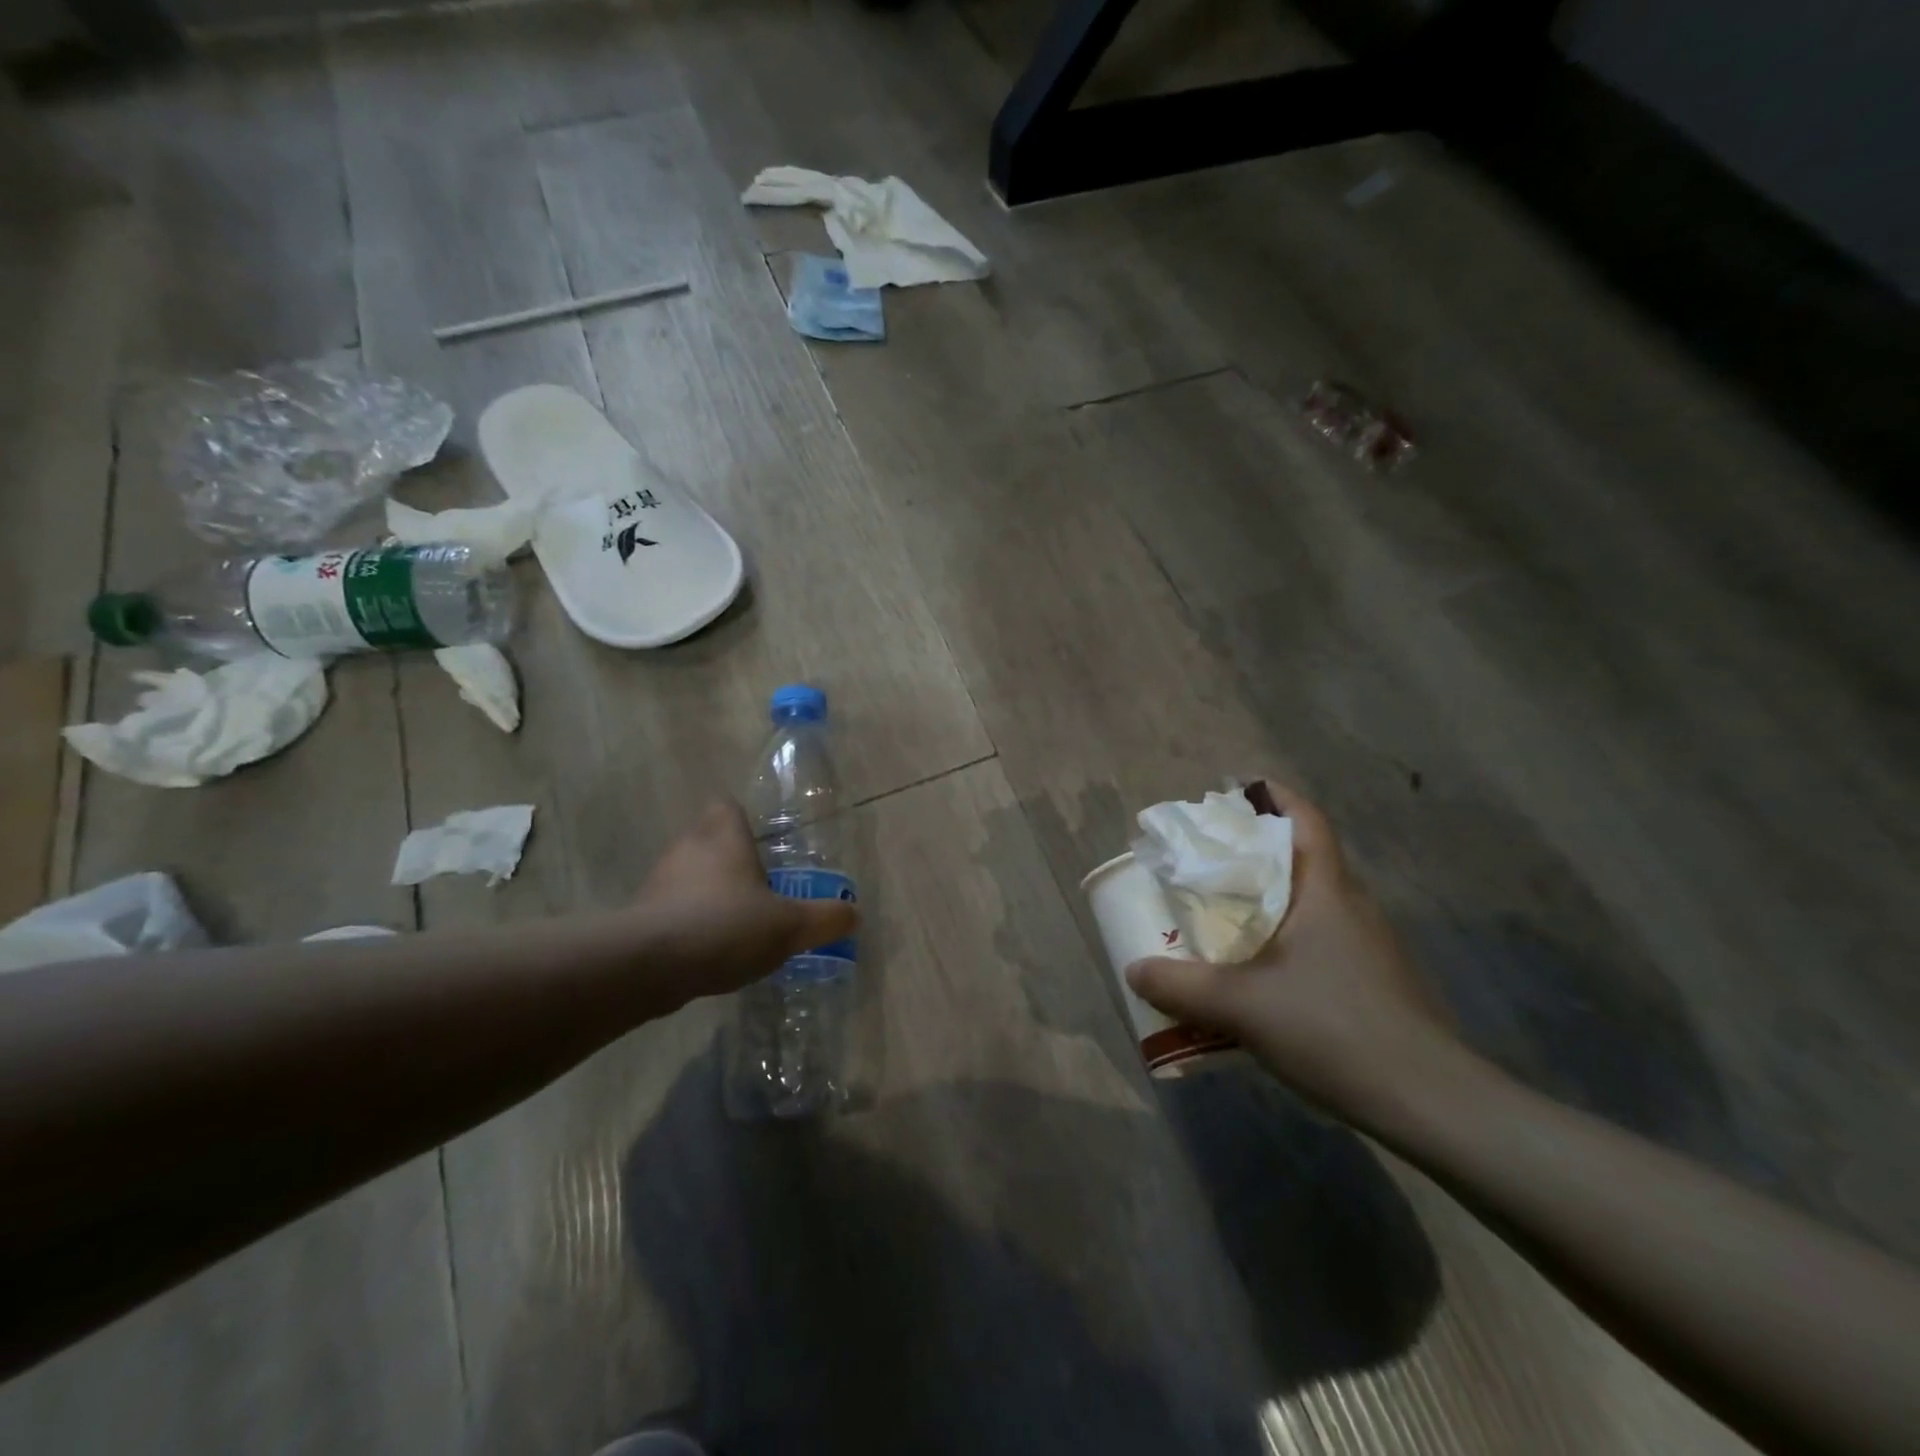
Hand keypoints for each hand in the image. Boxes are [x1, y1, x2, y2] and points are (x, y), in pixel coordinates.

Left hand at [630, 800, 858, 1010]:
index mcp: (723, 836)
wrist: (648, 965)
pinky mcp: (640, 916)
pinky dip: (689, 924)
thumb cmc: (725, 926)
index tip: (761, 844)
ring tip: (737, 925)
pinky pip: (672, 910)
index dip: (742, 820)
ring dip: (708, 894)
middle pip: (708, 840)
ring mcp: (659, 882)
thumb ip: (825, 919)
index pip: (726, 806)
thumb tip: (853, 914)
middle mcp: (687, 849)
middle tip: (759, 888)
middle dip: (730, 861)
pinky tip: (710, 952)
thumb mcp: (790, 926)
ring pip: (689, 876)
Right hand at [1126, 780, 1460, 1117]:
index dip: (1274, 797)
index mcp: (1326, 890)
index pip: (1306, 821)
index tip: (1236, 791)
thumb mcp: (1241, 1006)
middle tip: (1207, 862)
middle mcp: (1351, 906)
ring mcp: (1368, 946)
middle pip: (1302, 859)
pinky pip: (1319, 941)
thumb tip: (1134, 968)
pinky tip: (1257, 976)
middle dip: (1255, 852)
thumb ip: (1181, 986)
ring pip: (1310, 904)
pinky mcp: (1374, 982)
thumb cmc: (1332, 1027)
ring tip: (1222, 916)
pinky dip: (1284, 941)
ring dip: (1268, 901)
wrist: (1430, 1102)